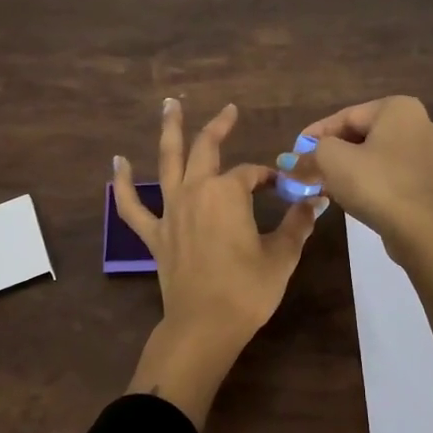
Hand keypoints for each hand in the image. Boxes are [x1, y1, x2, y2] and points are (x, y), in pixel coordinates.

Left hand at [115, 98, 324, 424]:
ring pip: (167, 162)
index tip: (284, 188)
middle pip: (207, 149)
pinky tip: (117, 163)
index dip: (270, 177)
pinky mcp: (154, 235)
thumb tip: (314, 202)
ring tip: (169, 105)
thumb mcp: (282, 255)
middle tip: (229, 110)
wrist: (205, 326)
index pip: (252, 173)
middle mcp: (196, 192)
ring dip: (169, 131)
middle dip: (219, 126)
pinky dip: (122, 184)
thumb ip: (297, 224)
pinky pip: (132, 206)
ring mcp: (170, 211)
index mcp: (228, 193)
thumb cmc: (247, 290)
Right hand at [298, 96, 432, 255]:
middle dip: (331, 153)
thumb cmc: (377, 184)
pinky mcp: (431, 182)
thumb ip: (309, 154)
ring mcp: (429, 154)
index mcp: (398, 108)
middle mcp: (419, 123)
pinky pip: (390, 174)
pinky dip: (368, 181)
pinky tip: (349, 196)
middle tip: (306, 170)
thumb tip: (289, 160)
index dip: (314, 135)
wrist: (423, 230)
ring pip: (376, 156)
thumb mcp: (332, 161)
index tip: (294, 153)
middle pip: (361, 135)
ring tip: (322, 185)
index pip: (345, 116)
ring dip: (347, 168)